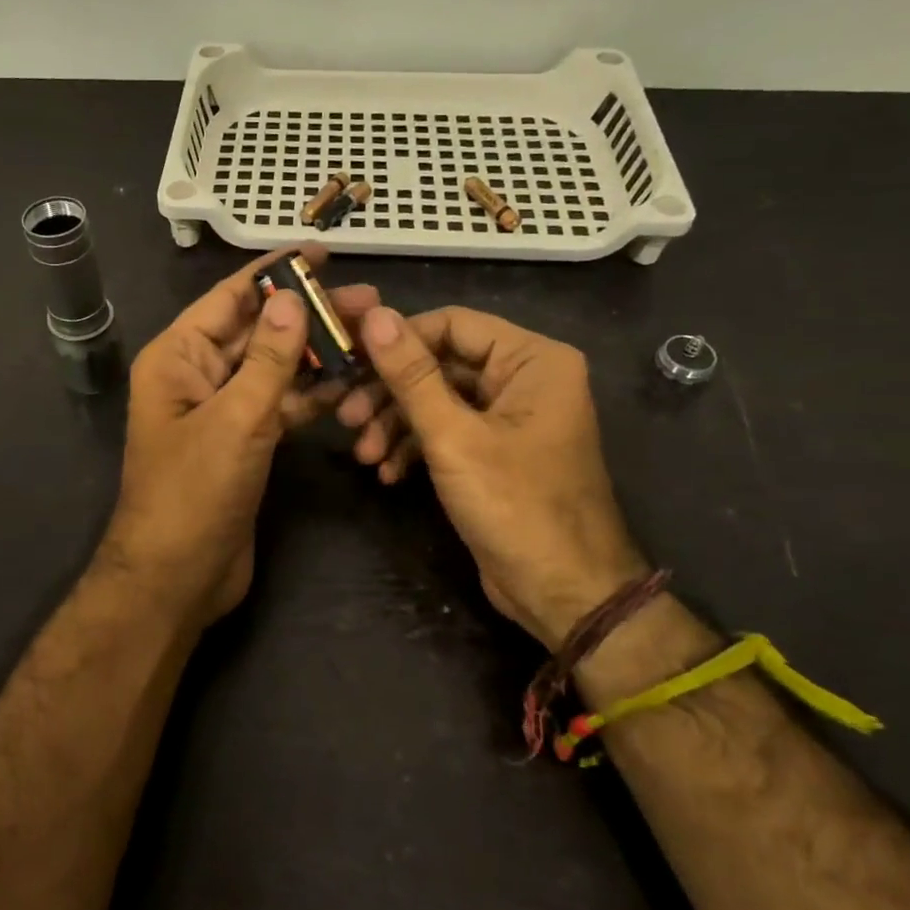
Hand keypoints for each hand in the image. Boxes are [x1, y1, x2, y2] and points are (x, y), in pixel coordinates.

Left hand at [97, 247, 379, 637]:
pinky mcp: (243, 442)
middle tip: (369, 300)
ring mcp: (222, 410)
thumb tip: (291, 297)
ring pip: (274, 369)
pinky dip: (312, 396)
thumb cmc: (194, 493)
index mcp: (178, 357)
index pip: (230, 298)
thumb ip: (268, 359)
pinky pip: (280, 405)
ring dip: (317, 354)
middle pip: (258, 331)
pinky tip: (352, 383)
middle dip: (309, 315)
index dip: (275, 272)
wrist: (177, 577)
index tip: (321, 252)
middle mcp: (197, 375)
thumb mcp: (235, 419)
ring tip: (372, 336)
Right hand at [336, 306, 646, 647]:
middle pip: (441, 364)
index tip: (349, 363)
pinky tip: (388, 474)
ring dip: (396, 425)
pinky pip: (448, 432)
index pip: (452, 324)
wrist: (562, 593)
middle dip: (390, 394)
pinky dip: (416, 448)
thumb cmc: (515, 506)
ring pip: (438, 400)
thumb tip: (373, 315)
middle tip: (347, 418)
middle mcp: (525, 378)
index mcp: (532, 360)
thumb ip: (411, 375)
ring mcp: (510, 417)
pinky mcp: (495, 452)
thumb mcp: (453, 437)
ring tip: (365, 456)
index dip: (398, 340)